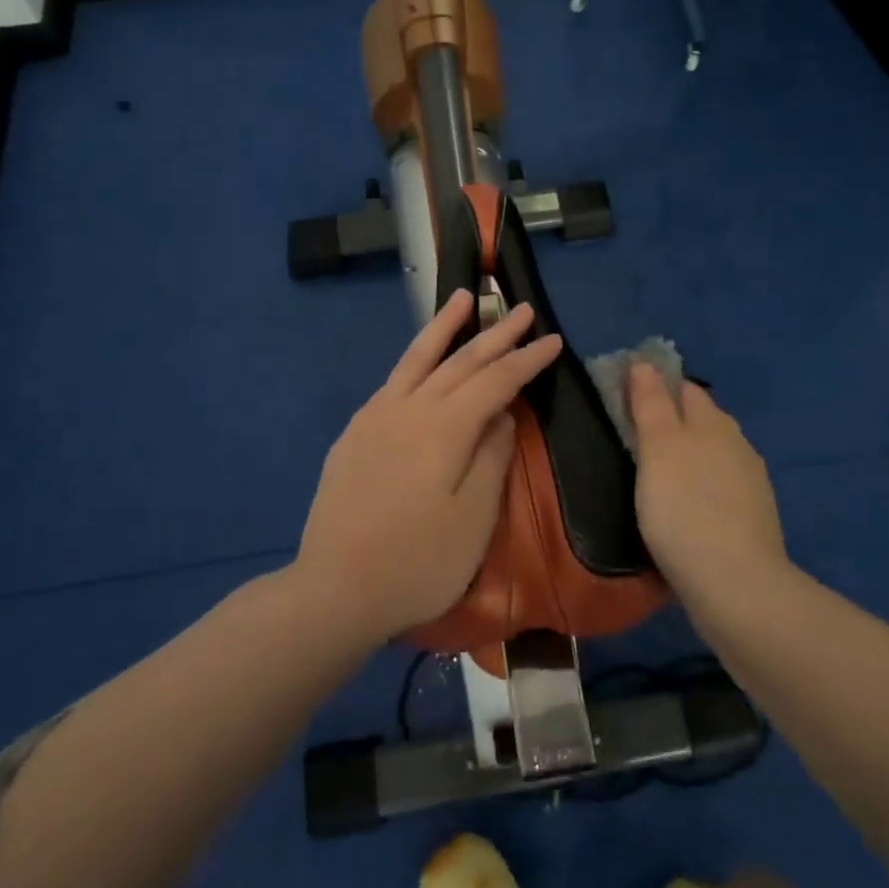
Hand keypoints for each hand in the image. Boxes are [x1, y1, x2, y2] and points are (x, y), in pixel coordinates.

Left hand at [294, 289, 562, 644]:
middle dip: (495, 334)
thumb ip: (492, 457)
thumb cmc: (418, 563)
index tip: (554, 340)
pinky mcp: (354, 433)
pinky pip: (393, 381)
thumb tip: (503, 414)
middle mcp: (408, 408)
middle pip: (459, 361)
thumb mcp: (473, 518)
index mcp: (444, 427)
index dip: (527, 359)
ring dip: (444, 327)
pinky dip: (414, 360)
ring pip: (417, 359)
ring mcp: (375, 417)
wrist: (335, 589)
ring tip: (461, 298)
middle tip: (522, 309)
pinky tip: (421, 359)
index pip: (496, 381)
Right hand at [625, 363, 788, 602]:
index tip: (627, 400)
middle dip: (674, 422)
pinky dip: (701, 489)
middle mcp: (738, 445)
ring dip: (689, 458)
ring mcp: (750, 484)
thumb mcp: (658, 449)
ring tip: (656, 476)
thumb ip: (651, 404)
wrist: (736, 586)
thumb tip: (644, 363)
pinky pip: (720, 489)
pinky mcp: (753, 519)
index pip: (684, 388)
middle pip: (702, 420)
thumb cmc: (685, 509)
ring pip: (713, 456)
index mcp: (714, 423)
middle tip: (635, 439)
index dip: (657, 387)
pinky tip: (685, 509)